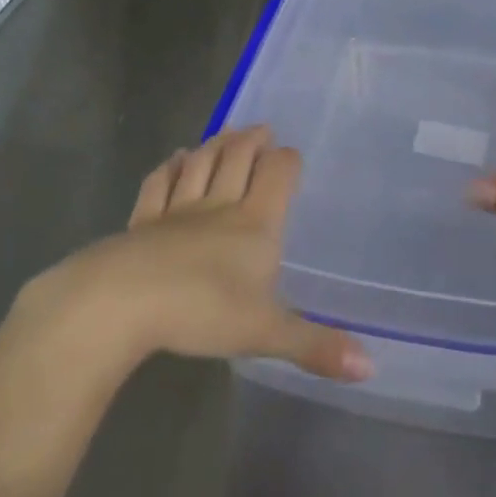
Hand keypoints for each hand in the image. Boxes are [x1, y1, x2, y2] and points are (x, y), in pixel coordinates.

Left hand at [21, 127, 370, 382]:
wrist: (123, 301)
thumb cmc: (202, 311)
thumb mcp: (266, 333)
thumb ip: (316, 346)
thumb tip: (372, 368)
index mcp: (255, 224)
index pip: (277, 175)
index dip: (286, 160)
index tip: (291, 153)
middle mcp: (219, 207)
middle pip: (238, 159)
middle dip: (252, 141)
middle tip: (261, 128)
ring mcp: (177, 210)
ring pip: (201, 165)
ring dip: (215, 144)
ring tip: (225, 132)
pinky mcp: (142, 222)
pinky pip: (159, 185)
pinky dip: (170, 168)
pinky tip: (174, 159)